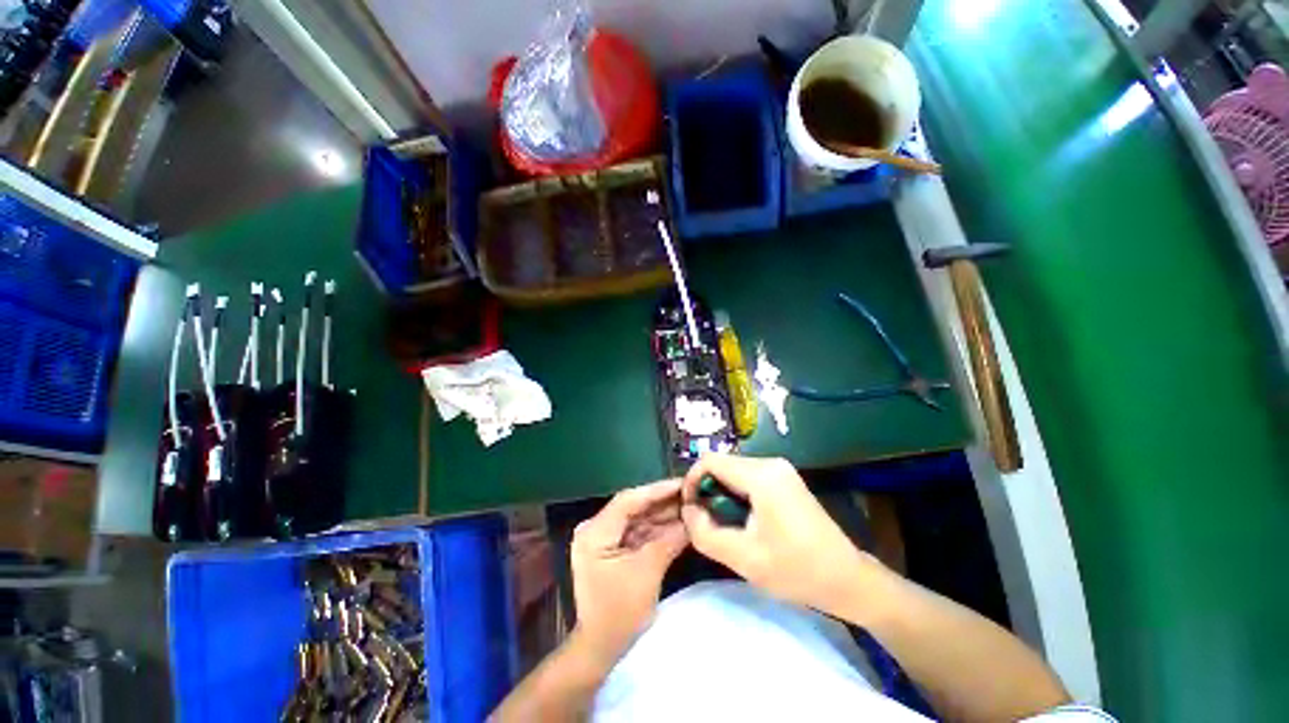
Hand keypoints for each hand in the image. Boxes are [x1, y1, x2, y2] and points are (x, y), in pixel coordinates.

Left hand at [570, 479, 687, 665]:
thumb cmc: (619, 613)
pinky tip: (678, 522)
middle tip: (690, 491)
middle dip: (662, 501)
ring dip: (662, 514)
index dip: (657, 490)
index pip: (628, 500)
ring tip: (689, 504)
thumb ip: (669, 540)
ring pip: (637, 518)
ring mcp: (603, 537)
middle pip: (633, 507)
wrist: (601, 647)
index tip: (682, 483)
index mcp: (595, 532)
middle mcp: (596, 528)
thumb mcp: (647, 573)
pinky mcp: (612, 547)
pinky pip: (637, 531)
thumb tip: (692, 518)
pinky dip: (657, 529)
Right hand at [681, 454, 881, 619]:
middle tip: (706, 521)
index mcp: (761, 475)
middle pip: (722, 464)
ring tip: (724, 524)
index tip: (690, 509)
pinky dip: (736, 494)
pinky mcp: (784, 478)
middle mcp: (770, 463)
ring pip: (734, 471)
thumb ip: (705, 533)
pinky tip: (742, 519)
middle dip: (707, 489)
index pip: (710, 461)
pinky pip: (748, 477)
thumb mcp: (743, 558)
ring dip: (721, 493)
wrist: (848, 580)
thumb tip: (687, 511)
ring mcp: (780, 469)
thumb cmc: (797, 570)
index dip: (692, 481)